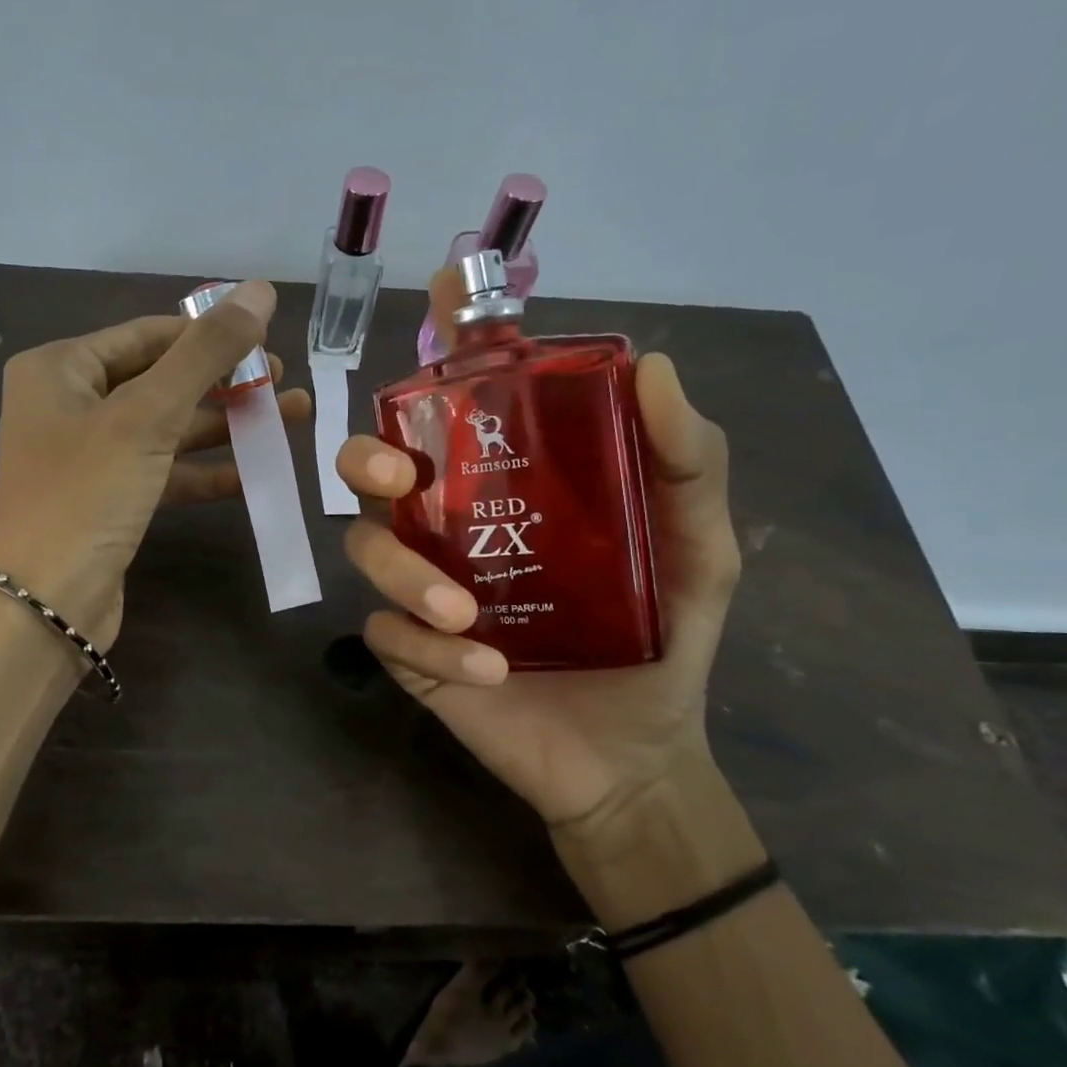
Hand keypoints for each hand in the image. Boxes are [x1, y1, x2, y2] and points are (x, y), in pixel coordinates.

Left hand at [0, 280, 308, 650]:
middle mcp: (68, 406)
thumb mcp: (148, 416)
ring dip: (225, 425)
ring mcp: (89, 457)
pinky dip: (206, 470)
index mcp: (59, 369)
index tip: (267, 340)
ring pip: (167, 428)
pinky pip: (164, 471)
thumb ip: (206, 352)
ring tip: (290, 417)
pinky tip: (256, 471)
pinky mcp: (109, 500)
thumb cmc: (86, 495)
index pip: (147, 335)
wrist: (47, 605)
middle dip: (224, 381)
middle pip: (160, 379)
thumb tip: (260, 289)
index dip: (208, 334)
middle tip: (282, 382)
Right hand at [337, 276, 740, 840]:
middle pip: (375, 471)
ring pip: (369, 551)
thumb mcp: (698, 548)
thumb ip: (689, 464)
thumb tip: (653, 366)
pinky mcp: (411, 652)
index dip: (439, 352)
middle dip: (370, 460)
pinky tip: (487, 668)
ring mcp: (423, 589)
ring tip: (469, 613)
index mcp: (510, 488)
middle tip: (401, 478)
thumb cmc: (661, 641)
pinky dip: (427, 644)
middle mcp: (453, 525)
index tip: (439, 310)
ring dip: (408, 574)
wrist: (630, 756)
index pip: (457, 407)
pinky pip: (386, 632)